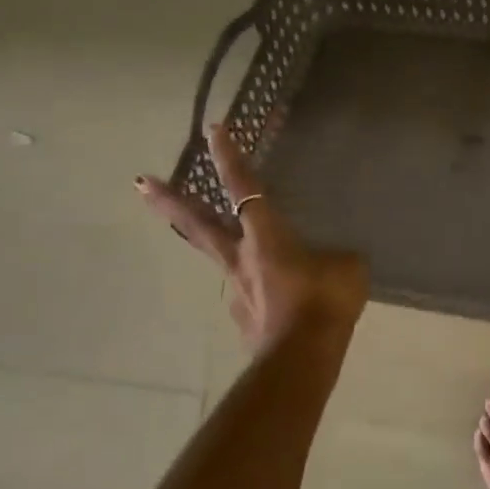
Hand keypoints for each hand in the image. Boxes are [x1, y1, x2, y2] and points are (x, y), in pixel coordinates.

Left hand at [137, 124, 368, 351]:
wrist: (303, 357)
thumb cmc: (325, 300)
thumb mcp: (348, 266)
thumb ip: (336, 256)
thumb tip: (331, 262)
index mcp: (266, 236)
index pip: (244, 187)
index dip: (229, 158)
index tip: (213, 130)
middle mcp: (241, 258)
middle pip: (198, 223)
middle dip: (170, 201)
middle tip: (141, 182)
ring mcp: (235, 290)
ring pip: (224, 261)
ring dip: (229, 253)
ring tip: (262, 262)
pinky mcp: (241, 318)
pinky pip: (250, 296)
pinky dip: (261, 293)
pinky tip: (281, 304)